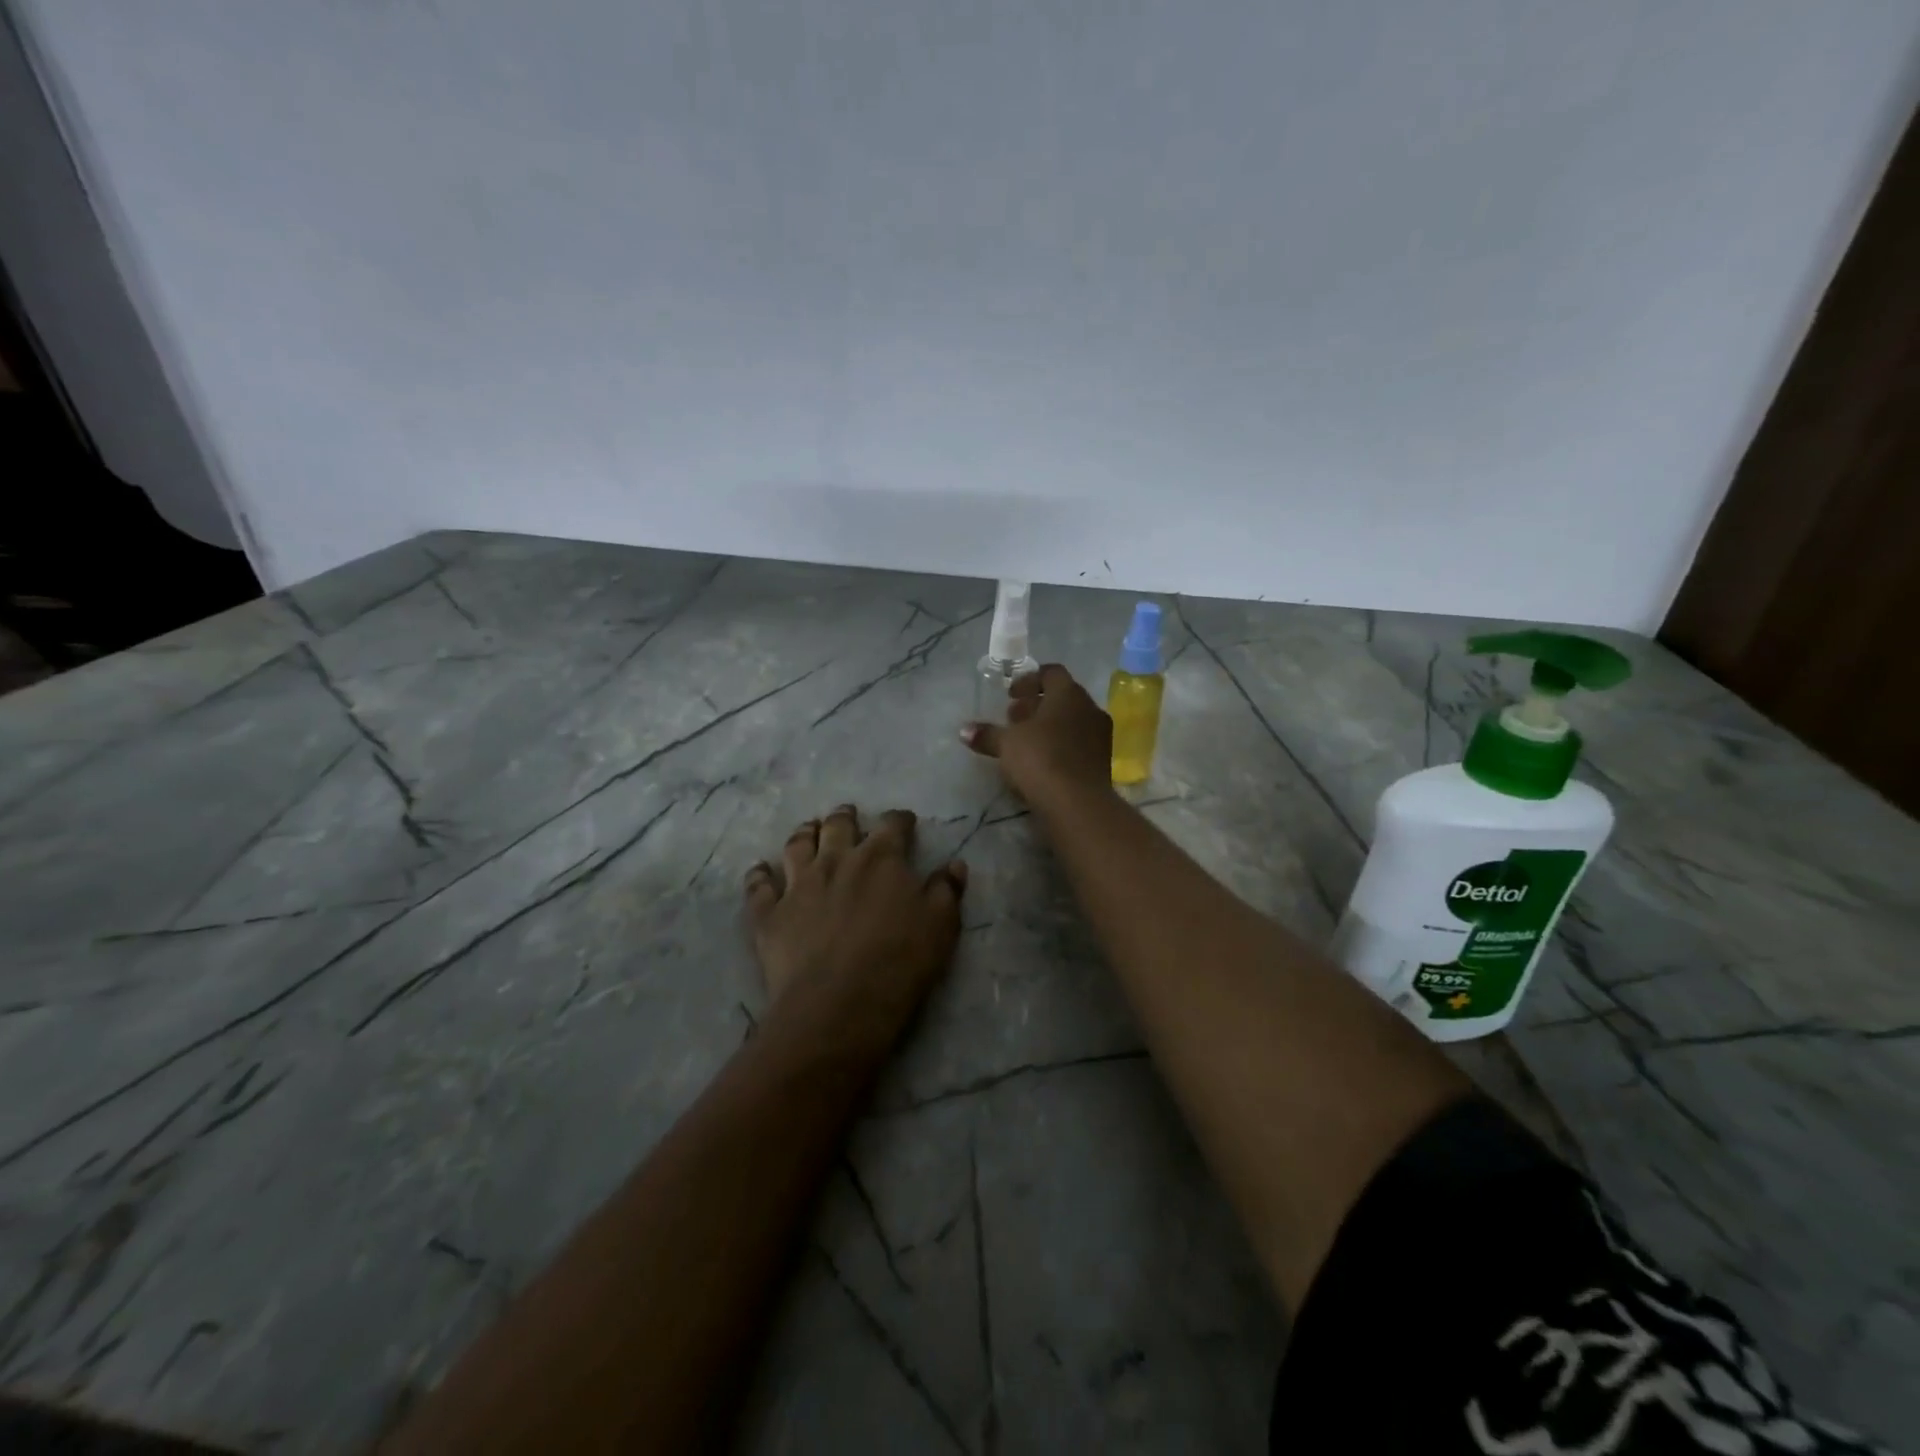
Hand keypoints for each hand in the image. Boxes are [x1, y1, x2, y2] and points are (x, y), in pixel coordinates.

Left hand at [744, 806, 966, 1051]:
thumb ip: (946, 890)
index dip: (900, 820)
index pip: (892, 825)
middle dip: (845, 817)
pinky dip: (759, 875)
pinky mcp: (770, 913)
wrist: (838, 1004)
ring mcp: (798, 885)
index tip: (905, 822)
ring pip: (797, 845)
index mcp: (881, 858)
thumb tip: (954, 864)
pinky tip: (760, 870)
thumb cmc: (899, 962)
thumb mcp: (941, 926)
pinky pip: (759, 886)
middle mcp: (837, 860)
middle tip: (848, 814)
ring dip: (804, 833)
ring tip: (808, 829)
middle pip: (838, 826)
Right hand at [961, 664, 1112, 807]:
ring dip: (1048, 727)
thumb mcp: (1006, 744)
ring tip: (1025, 742)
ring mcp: (1100, 735)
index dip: (1029, 680)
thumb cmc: (1040, 759)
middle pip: (1062, 697)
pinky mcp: (1103, 760)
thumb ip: (987, 734)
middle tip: (1013, 718)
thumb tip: (964, 730)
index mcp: (1068, 694)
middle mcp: (1089, 708)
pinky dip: (1060, 745)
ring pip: (1072, 721)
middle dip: (1036, 705)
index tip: (1010, 695)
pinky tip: (1042, 761)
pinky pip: (1078, 742)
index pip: (1051, 673)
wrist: (1077, 803)